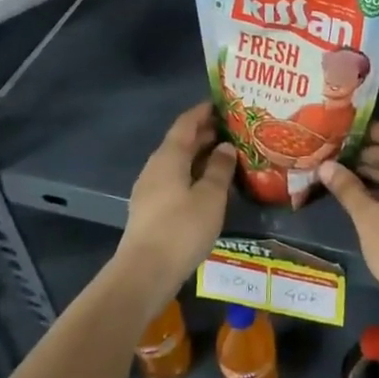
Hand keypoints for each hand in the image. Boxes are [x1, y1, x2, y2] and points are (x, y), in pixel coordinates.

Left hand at [115, 102, 236, 298]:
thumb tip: (226, 147)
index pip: (186, 123)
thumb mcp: (210, 197)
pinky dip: (192, 174)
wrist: (144, 273)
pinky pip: (174, 180)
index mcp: (169, 157)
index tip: (224, 104)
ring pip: (177, 162)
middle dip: (205, 134)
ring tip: (227, 156)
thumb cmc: (181, 229)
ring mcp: (149, 189)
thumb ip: (220, 169)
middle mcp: (155, 167)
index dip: (203, 111)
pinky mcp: (150, 209)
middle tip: (233, 130)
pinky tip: (209, 185)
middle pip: (180, 142)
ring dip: (200, 156)